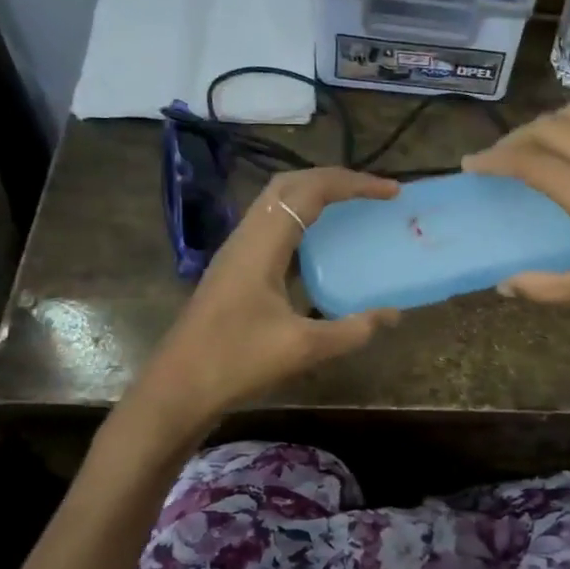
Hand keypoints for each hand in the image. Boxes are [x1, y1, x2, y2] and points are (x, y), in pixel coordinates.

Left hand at [134, 168, 401, 420]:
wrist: (177, 388)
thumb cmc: (236, 362)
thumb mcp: (302, 348)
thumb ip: (351, 330)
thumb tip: (392, 315)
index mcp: (262, 243)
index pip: (311, 191)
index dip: (354, 184)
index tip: (391, 192)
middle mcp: (246, 236)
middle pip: (290, 184)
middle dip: (334, 179)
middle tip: (372, 192)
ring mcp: (236, 251)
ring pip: (277, 203)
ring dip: (314, 196)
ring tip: (351, 208)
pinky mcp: (234, 269)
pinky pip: (271, 226)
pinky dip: (301, 221)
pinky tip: (320, 247)